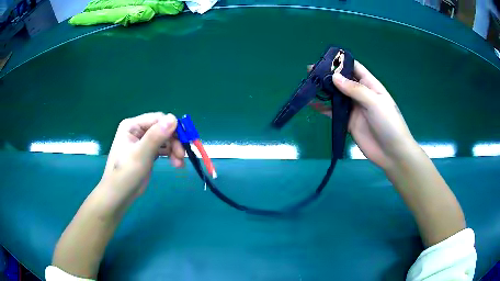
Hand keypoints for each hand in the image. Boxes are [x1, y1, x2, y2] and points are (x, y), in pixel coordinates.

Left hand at [99, 112, 184, 203]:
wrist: (119, 195)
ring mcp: (143, 141)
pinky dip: (171, 155)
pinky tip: (177, 164)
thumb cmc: (126, 173)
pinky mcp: (148, 152)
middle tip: (182, 155)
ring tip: (179, 163)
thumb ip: (155, 136)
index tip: (185, 140)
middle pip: (163, 129)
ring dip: (175, 149)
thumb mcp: (141, 154)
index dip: (172, 127)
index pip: (157, 119)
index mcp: (132, 125)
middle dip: (174, 141)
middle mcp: (138, 130)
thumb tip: (173, 118)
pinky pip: (163, 149)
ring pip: (165, 139)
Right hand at [310, 61, 417, 169]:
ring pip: (336, 96)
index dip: (341, 62)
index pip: (354, 68)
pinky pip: (333, 113)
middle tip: (310, 72)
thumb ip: (355, 90)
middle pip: (342, 81)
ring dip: (324, 91)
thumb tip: (334, 77)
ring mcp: (354, 108)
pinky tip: (311, 105)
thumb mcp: (375, 102)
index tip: (324, 60)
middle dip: (328, 76)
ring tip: (308, 85)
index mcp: (370, 85)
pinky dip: (323, 109)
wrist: (392, 152)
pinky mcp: (348, 122)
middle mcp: (360, 94)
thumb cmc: (389, 123)